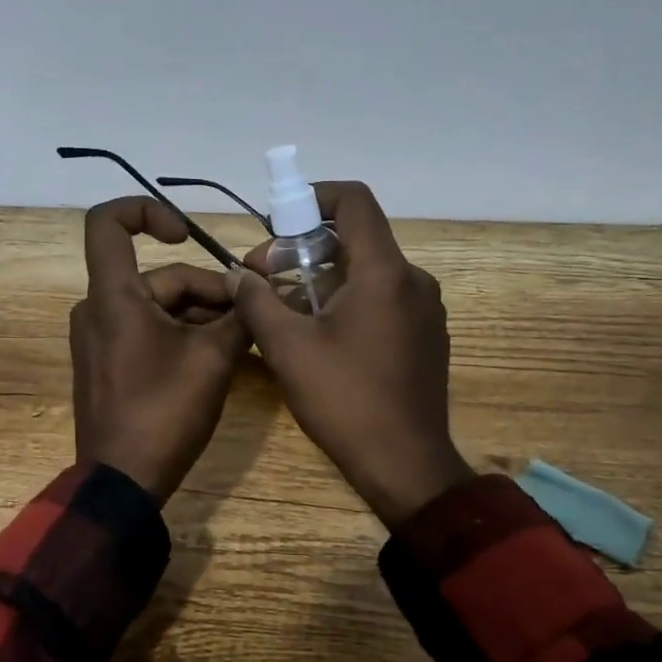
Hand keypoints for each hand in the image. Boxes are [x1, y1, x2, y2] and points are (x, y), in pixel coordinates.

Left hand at [72, 197, 250, 503]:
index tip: (186, 233)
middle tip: (252, 316)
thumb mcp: (213, 360)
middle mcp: (98, 308)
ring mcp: (100, 338)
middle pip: (159, 277)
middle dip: (209, 291)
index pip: (107, 223)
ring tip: (245, 339)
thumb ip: (239, 316)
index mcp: (113, 296)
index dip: (146, 210)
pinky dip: (182, 335)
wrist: (122, 483)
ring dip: (201, 316)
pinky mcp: (108, 363)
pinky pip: (148, 331)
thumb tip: (258, 289)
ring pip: (158, 306)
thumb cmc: (163, 413)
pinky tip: (219, 355)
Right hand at [234, 182, 473, 526]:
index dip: (313, 196)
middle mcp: (413, 280)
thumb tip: (236, 274)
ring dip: (322, 278)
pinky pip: (382, 299)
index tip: (278, 222)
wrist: (406, 465)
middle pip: (356, 238)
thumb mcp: (288, 348)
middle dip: (305, 248)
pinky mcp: (425, 336)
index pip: (354, 201)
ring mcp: (424, 310)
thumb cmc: (345, 400)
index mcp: (384, 272)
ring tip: (283, 309)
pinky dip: (347, 300)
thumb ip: (257, 301)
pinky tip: (319, 334)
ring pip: (367, 271)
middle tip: (264, 276)